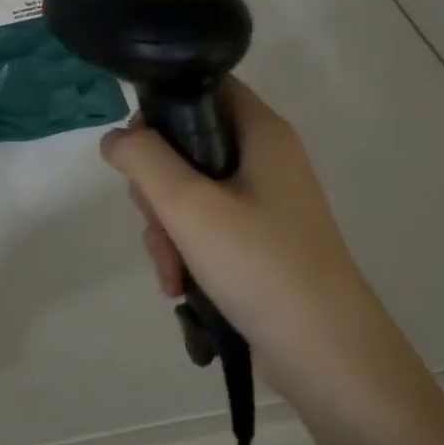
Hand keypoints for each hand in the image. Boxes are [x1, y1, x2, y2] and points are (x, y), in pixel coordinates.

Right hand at [99, 77, 369, 403]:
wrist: (329, 358)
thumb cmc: (261, 264)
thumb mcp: (189, 206)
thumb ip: (144, 161)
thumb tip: (114, 138)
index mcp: (261, 132)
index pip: (205, 86)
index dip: (164, 105)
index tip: (138, 147)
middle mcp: (264, 158)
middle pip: (188, 143)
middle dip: (157, 187)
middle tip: (155, 217)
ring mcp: (263, 203)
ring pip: (190, 191)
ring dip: (166, 228)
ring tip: (170, 270)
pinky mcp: (259, 241)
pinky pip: (206, 227)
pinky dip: (186, 251)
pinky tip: (179, 286)